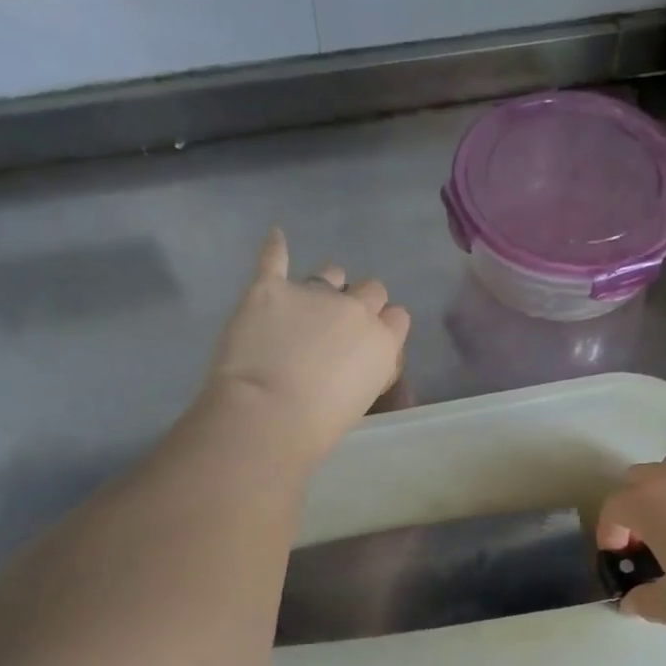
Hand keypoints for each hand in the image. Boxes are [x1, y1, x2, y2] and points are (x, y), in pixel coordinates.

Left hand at [204, 229, 410, 462]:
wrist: (268, 414)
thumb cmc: (318, 427)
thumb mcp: (362, 401)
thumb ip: (366, 371)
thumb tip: (356, 364)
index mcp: (382, 341)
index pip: (397, 318)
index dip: (384, 325)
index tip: (370, 339)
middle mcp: (355, 309)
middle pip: (371, 289)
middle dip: (360, 302)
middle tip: (338, 326)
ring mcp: (312, 293)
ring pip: (330, 272)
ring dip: (326, 283)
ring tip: (308, 299)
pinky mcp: (269, 288)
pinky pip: (274, 259)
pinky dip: (275, 249)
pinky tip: (276, 238)